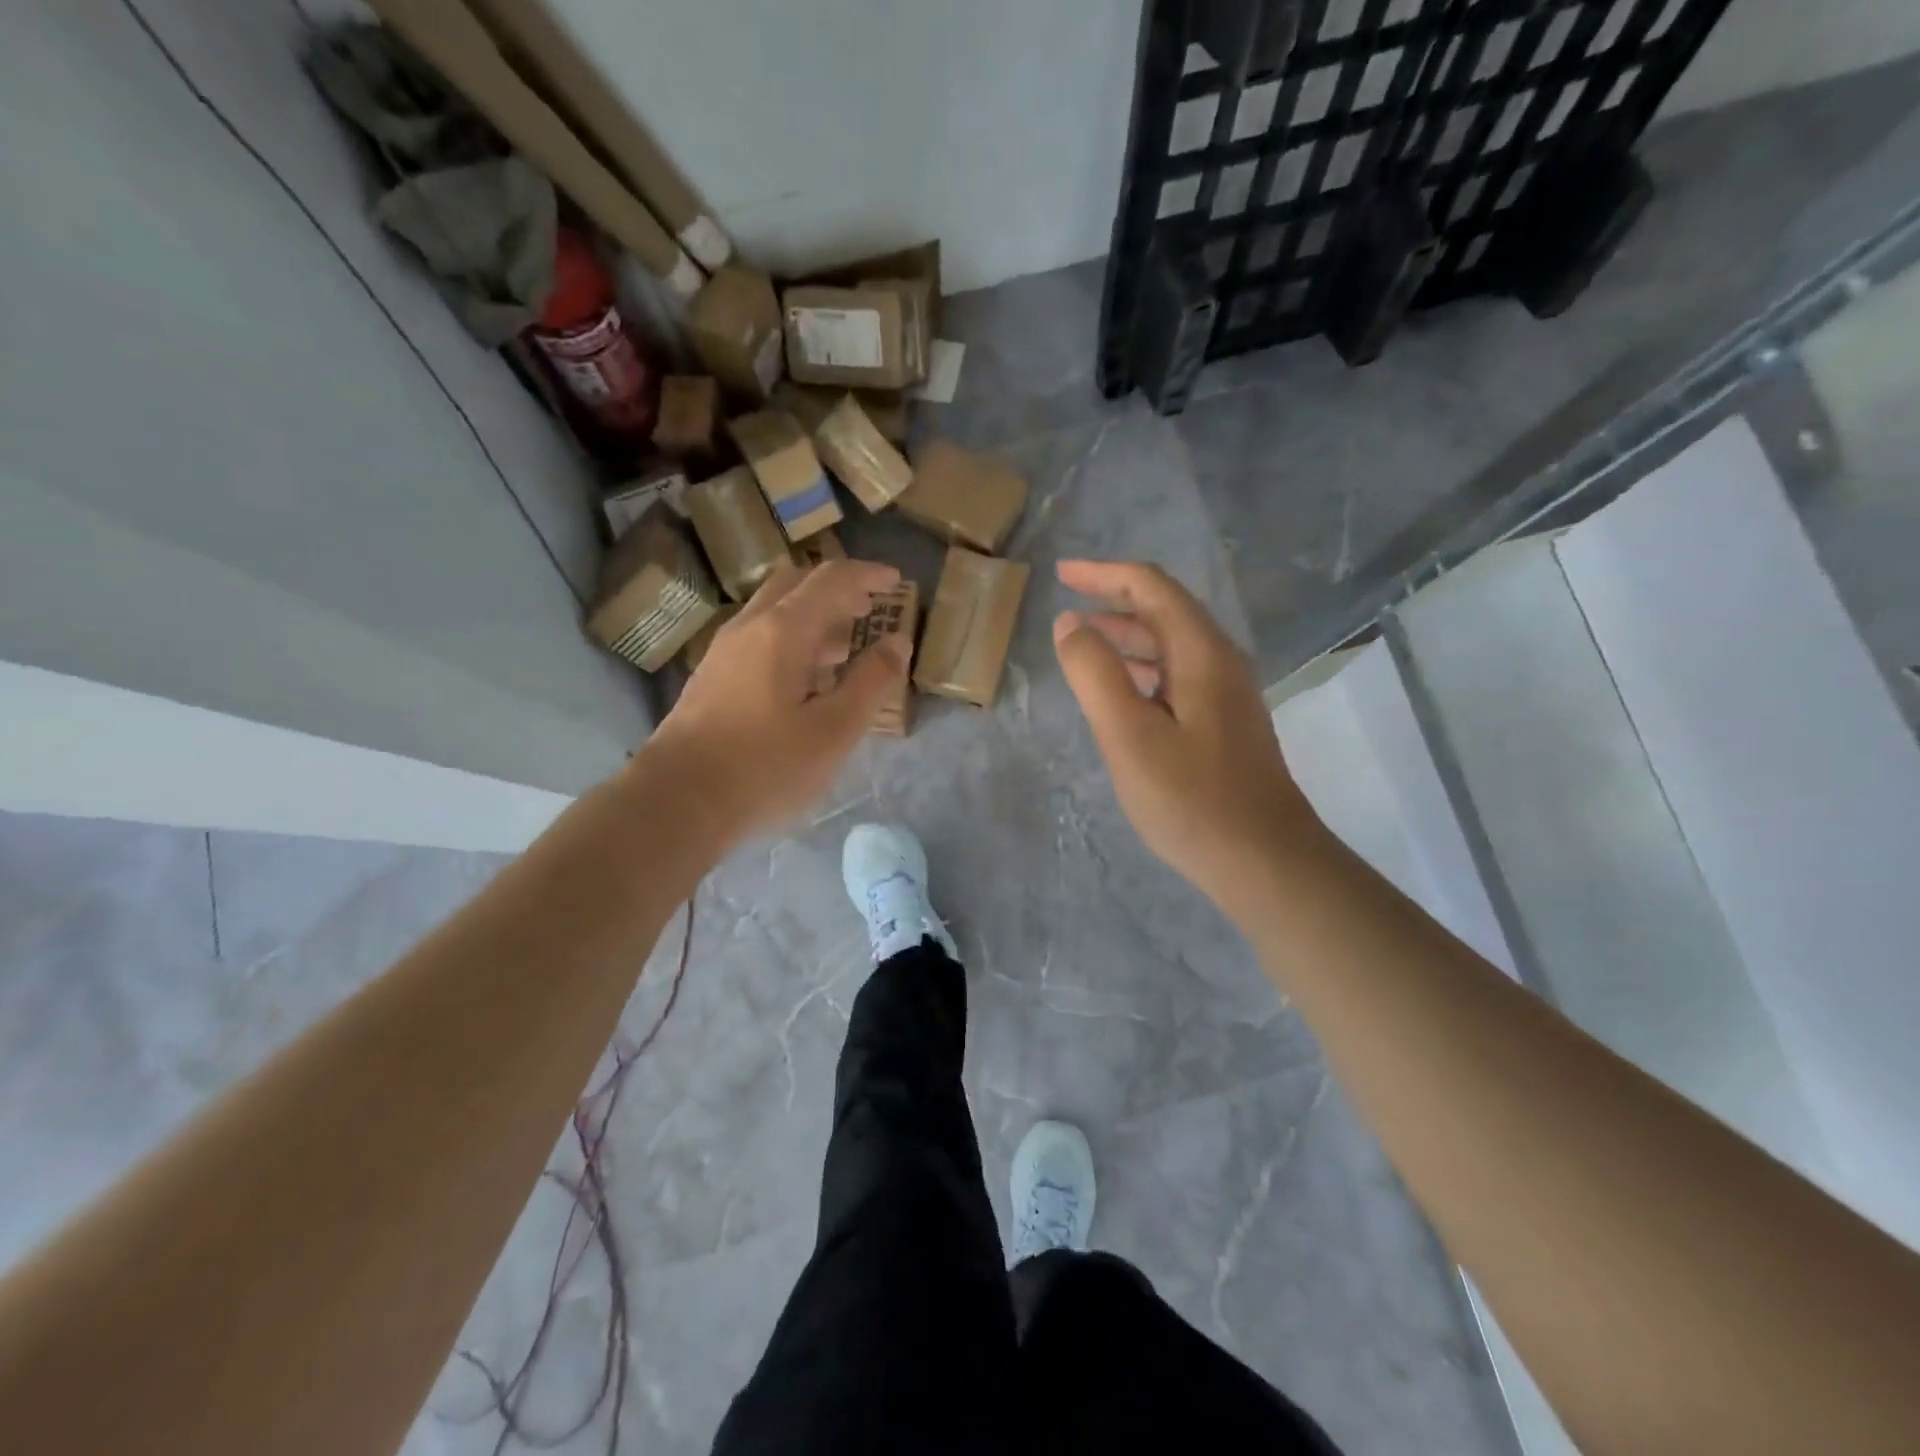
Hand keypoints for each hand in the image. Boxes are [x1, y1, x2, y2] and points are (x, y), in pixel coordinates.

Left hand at [644, 559, 910, 845]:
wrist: (676, 803)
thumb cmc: (765, 768)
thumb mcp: (834, 730)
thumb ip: (871, 682)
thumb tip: (898, 641)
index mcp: (782, 630)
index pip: (831, 580)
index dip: (868, 575)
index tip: (897, 581)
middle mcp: (748, 627)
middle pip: (796, 584)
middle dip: (837, 591)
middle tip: (870, 610)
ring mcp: (724, 651)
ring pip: (774, 613)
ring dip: (814, 618)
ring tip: (846, 650)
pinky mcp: (711, 678)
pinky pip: (759, 639)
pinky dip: (791, 641)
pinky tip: (805, 682)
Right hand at [1053, 560, 1325, 918]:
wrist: (1264, 860)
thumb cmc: (1191, 798)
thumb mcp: (1128, 734)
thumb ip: (1094, 673)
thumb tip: (1070, 623)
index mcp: (1201, 652)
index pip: (1151, 587)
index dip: (1103, 574)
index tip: (1061, 574)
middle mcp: (1220, 661)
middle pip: (1164, 611)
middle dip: (1113, 602)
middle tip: (1065, 609)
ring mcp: (1227, 694)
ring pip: (1171, 646)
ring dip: (1127, 637)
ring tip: (1083, 644)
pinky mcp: (1224, 723)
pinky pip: (1177, 677)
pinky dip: (1141, 670)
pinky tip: (1119, 693)